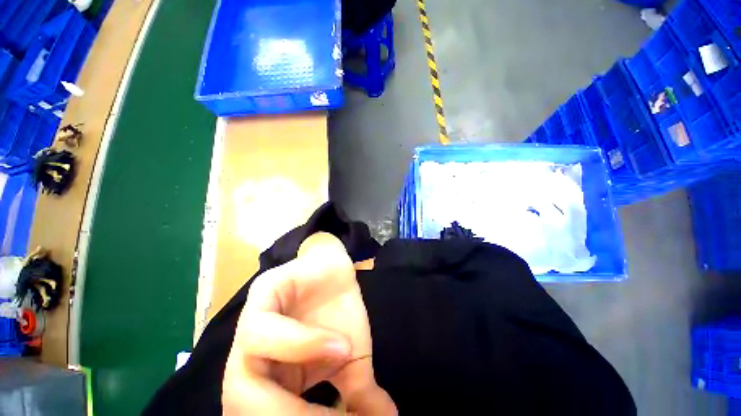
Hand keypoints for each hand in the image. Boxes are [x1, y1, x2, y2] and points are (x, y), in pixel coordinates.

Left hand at [222, 233, 396, 414]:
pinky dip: (304, 345)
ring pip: (242, 381)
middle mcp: (250, 359)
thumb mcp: (351, 359)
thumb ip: (358, 395)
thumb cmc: (339, 312)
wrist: (336, 267)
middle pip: (241, 408)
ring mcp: (251, 325)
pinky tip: (340, 344)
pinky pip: (264, 332)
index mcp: (268, 380)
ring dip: (293, 396)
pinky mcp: (262, 294)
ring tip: (342, 372)